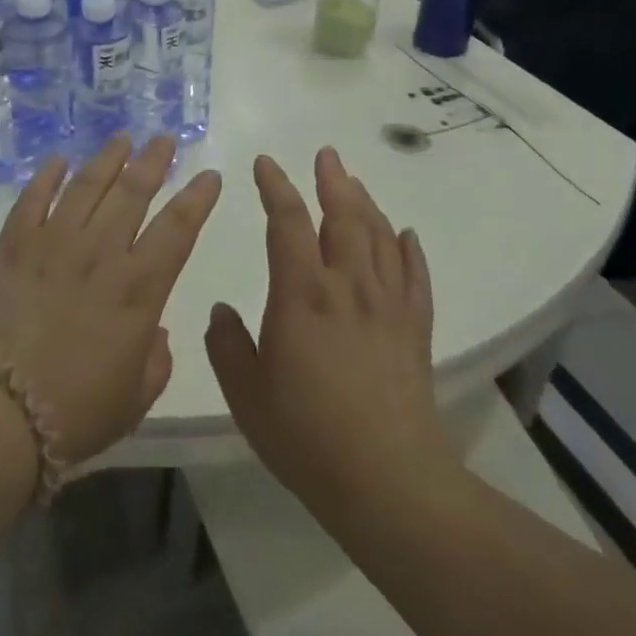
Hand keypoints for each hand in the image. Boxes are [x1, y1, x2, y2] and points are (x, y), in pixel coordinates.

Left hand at [0, 135, 222, 467]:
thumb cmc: (73, 412)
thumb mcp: (135, 398)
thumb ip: (155, 359)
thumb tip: (153, 331)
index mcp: (138, 290)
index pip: (178, 229)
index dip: (197, 199)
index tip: (210, 175)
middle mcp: (100, 254)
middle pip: (133, 193)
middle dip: (154, 162)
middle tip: (165, 140)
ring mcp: (53, 243)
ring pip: (87, 187)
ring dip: (108, 159)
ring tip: (122, 139)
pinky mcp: (13, 245)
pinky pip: (34, 198)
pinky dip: (48, 176)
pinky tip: (59, 160)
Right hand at [205, 147, 456, 524]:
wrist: (387, 481)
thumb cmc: (305, 434)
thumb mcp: (245, 391)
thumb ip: (227, 344)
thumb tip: (220, 310)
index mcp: (301, 293)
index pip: (288, 222)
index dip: (276, 187)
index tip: (265, 164)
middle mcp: (347, 286)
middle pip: (344, 217)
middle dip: (331, 181)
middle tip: (326, 155)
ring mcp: (387, 306)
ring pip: (380, 238)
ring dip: (365, 204)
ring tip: (354, 182)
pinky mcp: (415, 330)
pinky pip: (415, 276)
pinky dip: (409, 249)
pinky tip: (405, 234)